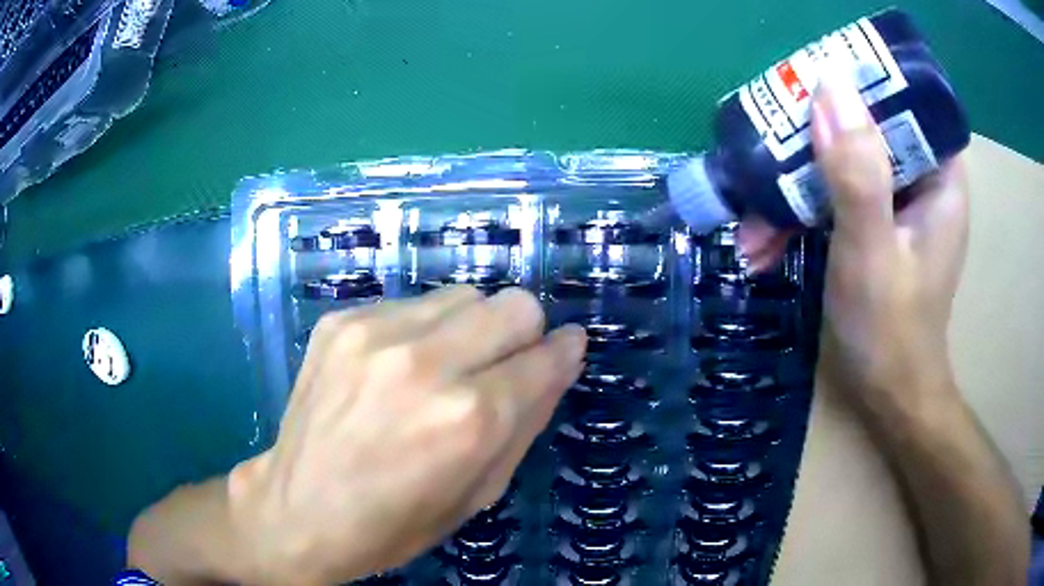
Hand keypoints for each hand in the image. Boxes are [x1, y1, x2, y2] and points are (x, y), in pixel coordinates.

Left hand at [228, 286, 586, 583]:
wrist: (299, 509)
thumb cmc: (397, 522)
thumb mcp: (480, 492)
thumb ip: (529, 419)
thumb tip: (562, 358)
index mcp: (469, 419)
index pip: (545, 355)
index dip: (562, 353)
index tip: (563, 353)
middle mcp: (425, 362)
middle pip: (513, 303)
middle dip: (521, 334)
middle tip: (498, 369)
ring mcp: (375, 333)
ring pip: (464, 294)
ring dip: (470, 328)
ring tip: (442, 369)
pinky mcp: (340, 321)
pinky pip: (412, 304)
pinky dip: (421, 331)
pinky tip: (395, 369)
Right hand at [739, 73, 969, 409]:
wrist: (889, 395)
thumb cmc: (891, 331)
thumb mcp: (871, 251)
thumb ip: (856, 173)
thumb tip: (828, 87)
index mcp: (939, 176)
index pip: (901, 102)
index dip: (856, 89)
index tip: (807, 93)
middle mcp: (920, 179)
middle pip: (864, 131)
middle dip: (810, 149)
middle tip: (765, 160)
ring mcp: (895, 203)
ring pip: (841, 166)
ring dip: (794, 191)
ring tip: (751, 227)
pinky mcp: (874, 224)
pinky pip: (834, 198)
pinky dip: (800, 216)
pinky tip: (764, 244)